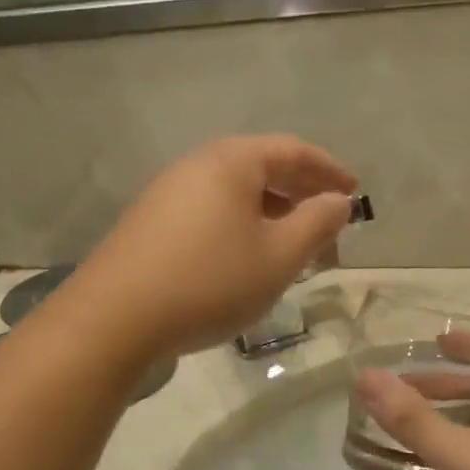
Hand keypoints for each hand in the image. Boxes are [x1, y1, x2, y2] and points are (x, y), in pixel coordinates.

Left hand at [67, 136, 358, 360]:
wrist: (115, 318)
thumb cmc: (210, 282)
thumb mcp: (278, 257)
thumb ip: (316, 223)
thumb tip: (338, 201)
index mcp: (232, 161)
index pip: (292, 151)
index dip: (329, 170)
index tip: (354, 192)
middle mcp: (197, 165)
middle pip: (261, 167)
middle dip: (300, 192)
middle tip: (327, 221)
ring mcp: (167, 193)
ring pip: (234, 193)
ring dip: (270, 212)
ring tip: (291, 244)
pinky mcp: (150, 223)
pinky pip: (210, 211)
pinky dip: (240, 225)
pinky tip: (245, 259)